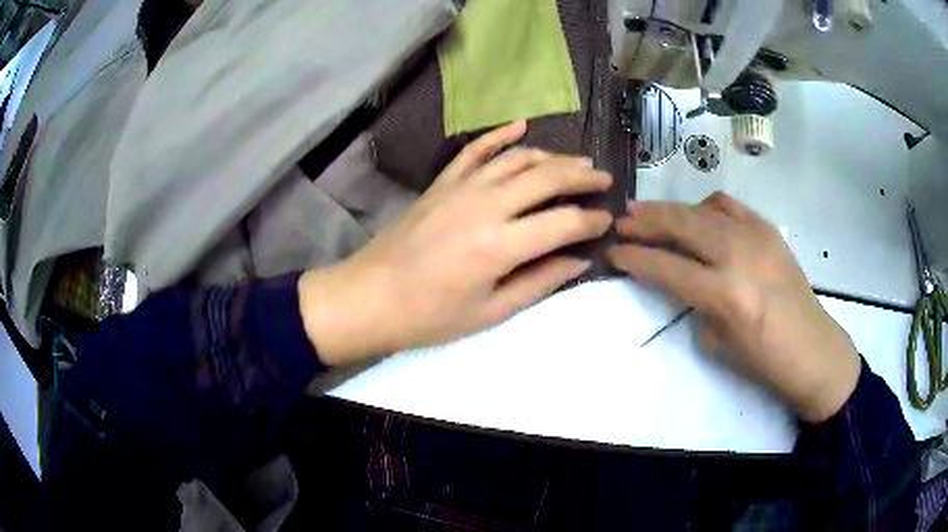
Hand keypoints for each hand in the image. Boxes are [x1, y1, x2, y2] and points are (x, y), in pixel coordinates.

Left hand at [300, 121, 612, 365]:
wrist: (370, 297)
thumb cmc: (429, 316)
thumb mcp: (490, 312)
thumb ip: (539, 282)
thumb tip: (579, 261)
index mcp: (499, 246)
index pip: (563, 222)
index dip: (591, 220)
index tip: (607, 221)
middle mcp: (485, 206)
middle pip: (546, 178)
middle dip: (582, 177)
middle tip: (605, 180)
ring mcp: (460, 188)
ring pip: (516, 159)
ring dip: (552, 157)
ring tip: (577, 162)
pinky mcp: (441, 183)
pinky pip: (475, 150)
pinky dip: (499, 135)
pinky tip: (521, 125)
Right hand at [607, 192, 859, 422]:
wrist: (812, 348)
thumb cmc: (763, 360)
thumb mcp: (717, 343)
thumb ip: (694, 304)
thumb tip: (681, 278)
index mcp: (724, 294)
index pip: (667, 267)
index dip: (635, 258)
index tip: (612, 253)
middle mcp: (738, 255)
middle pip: (681, 225)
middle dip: (646, 221)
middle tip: (622, 221)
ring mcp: (756, 236)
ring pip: (702, 209)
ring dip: (671, 210)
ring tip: (649, 212)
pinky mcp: (768, 229)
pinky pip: (729, 206)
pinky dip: (705, 207)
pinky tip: (697, 217)